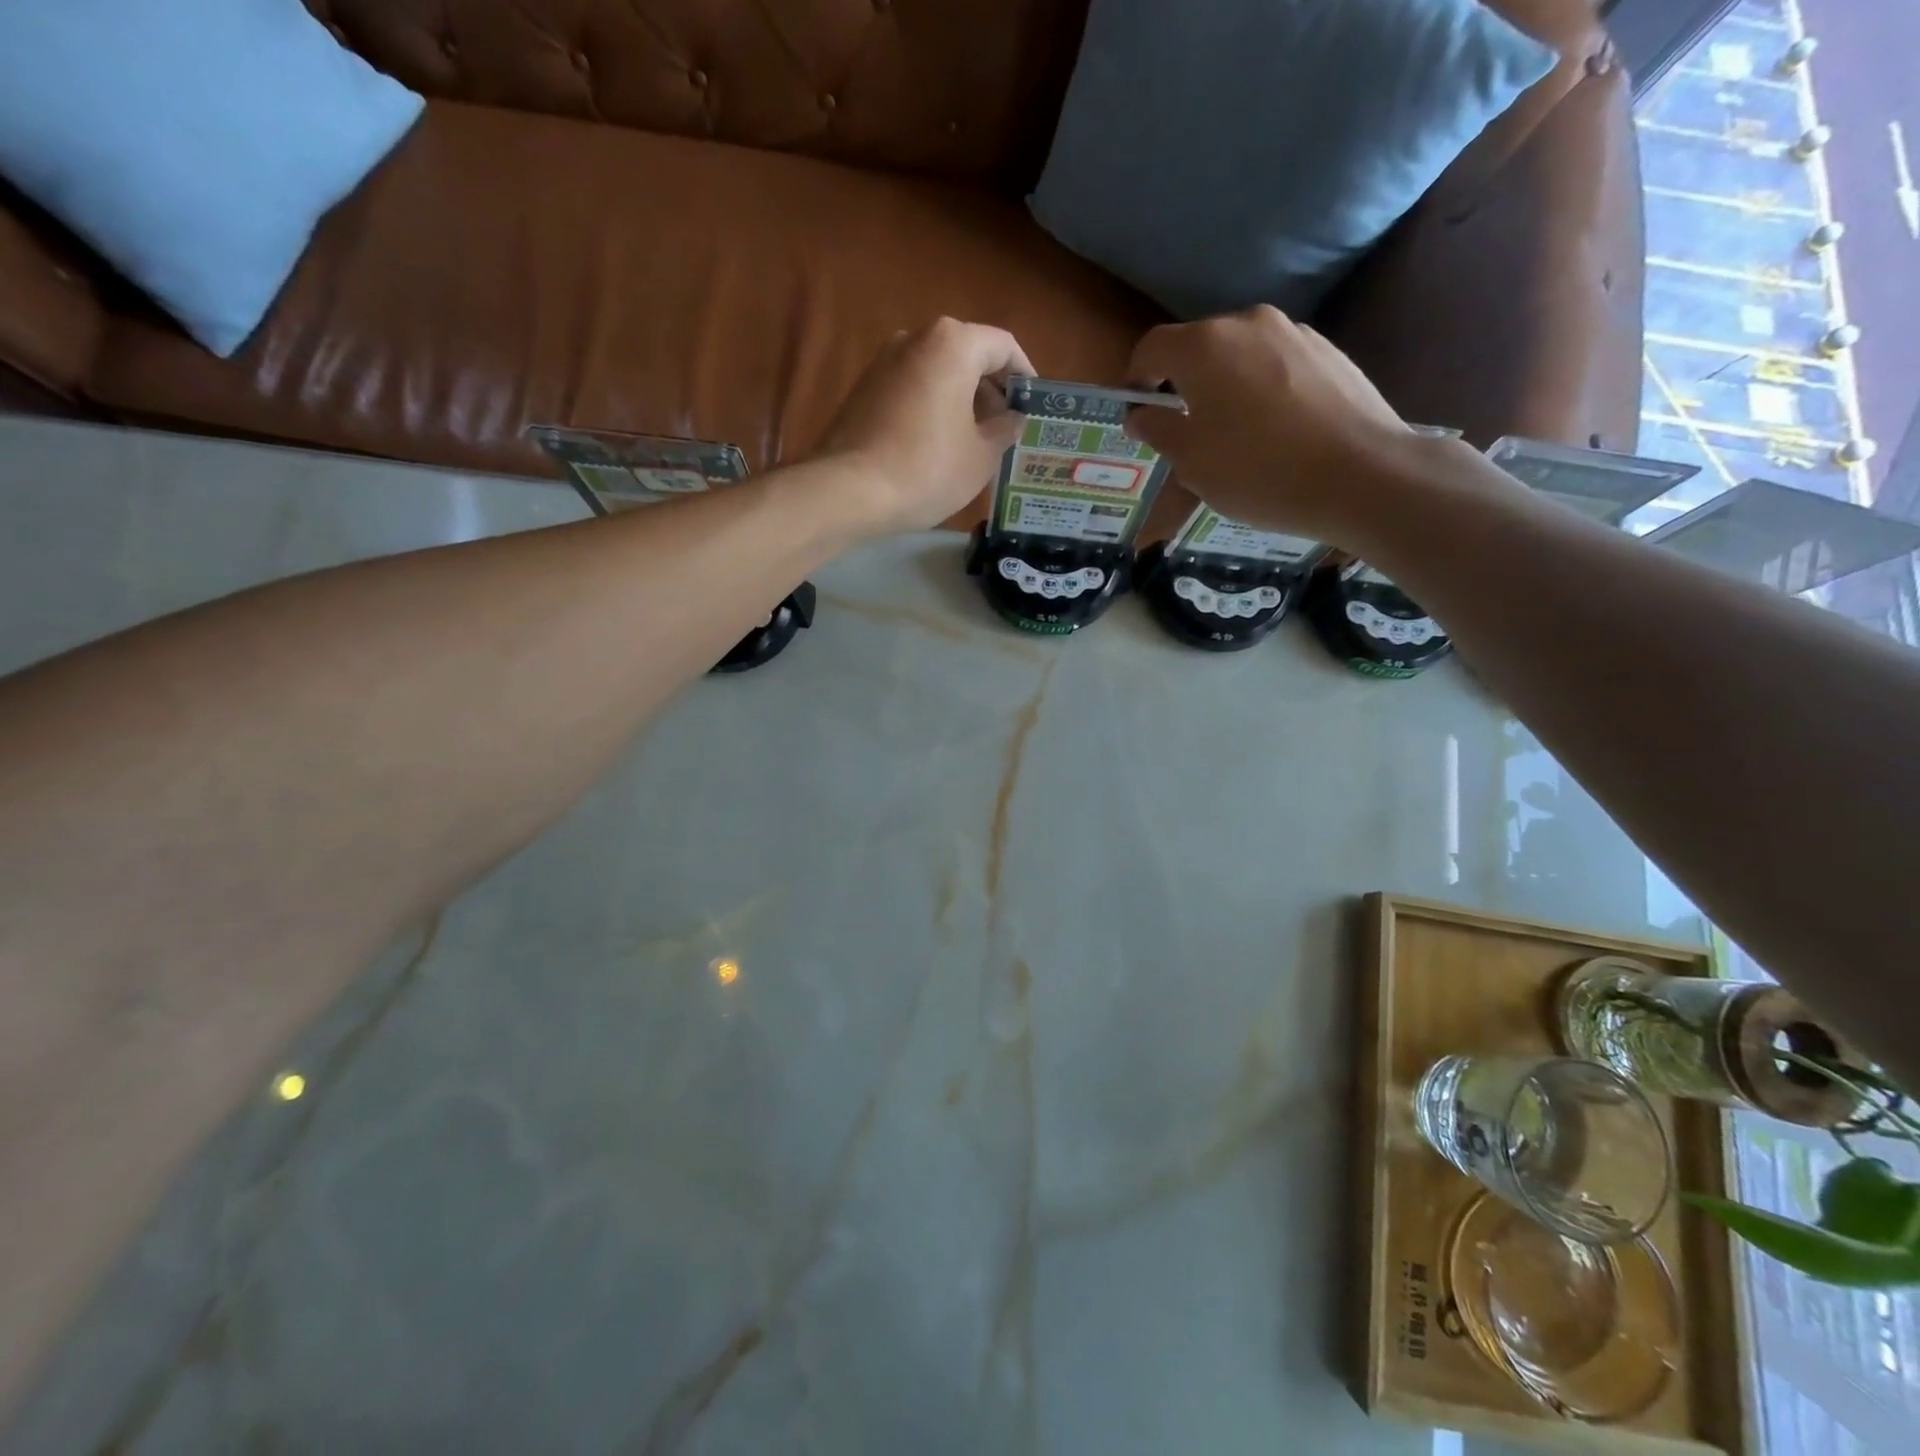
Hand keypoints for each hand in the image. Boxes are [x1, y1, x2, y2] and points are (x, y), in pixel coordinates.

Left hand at [815, 318, 1033, 535]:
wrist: (850, 491)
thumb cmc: (927, 470)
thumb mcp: (982, 456)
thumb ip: (1005, 429)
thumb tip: (1013, 419)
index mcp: (953, 344)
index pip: (1003, 345)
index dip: (1024, 375)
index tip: (1033, 406)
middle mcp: (916, 338)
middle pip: (968, 354)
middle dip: (991, 389)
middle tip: (1006, 428)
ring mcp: (884, 361)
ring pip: (937, 372)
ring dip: (961, 399)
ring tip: (975, 440)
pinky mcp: (863, 389)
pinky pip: (912, 388)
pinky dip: (932, 406)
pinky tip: (939, 443)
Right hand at [1123, 305, 1422, 542]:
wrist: (1360, 475)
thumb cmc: (1257, 471)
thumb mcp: (1190, 461)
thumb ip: (1157, 429)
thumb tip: (1141, 413)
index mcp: (1204, 345)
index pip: (1151, 348)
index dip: (1135, 381)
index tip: (1138, 416)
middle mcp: (1247, 323)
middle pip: (1197, 347)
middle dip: (1181, 384)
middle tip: (1184, 431)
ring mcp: (1293, 332)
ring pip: (1239, 355)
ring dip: (1223, 386)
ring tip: (1233, 435)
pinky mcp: (1327, 350)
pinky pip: (1275, 365)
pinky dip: (1261, 389)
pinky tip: (1273, 431)